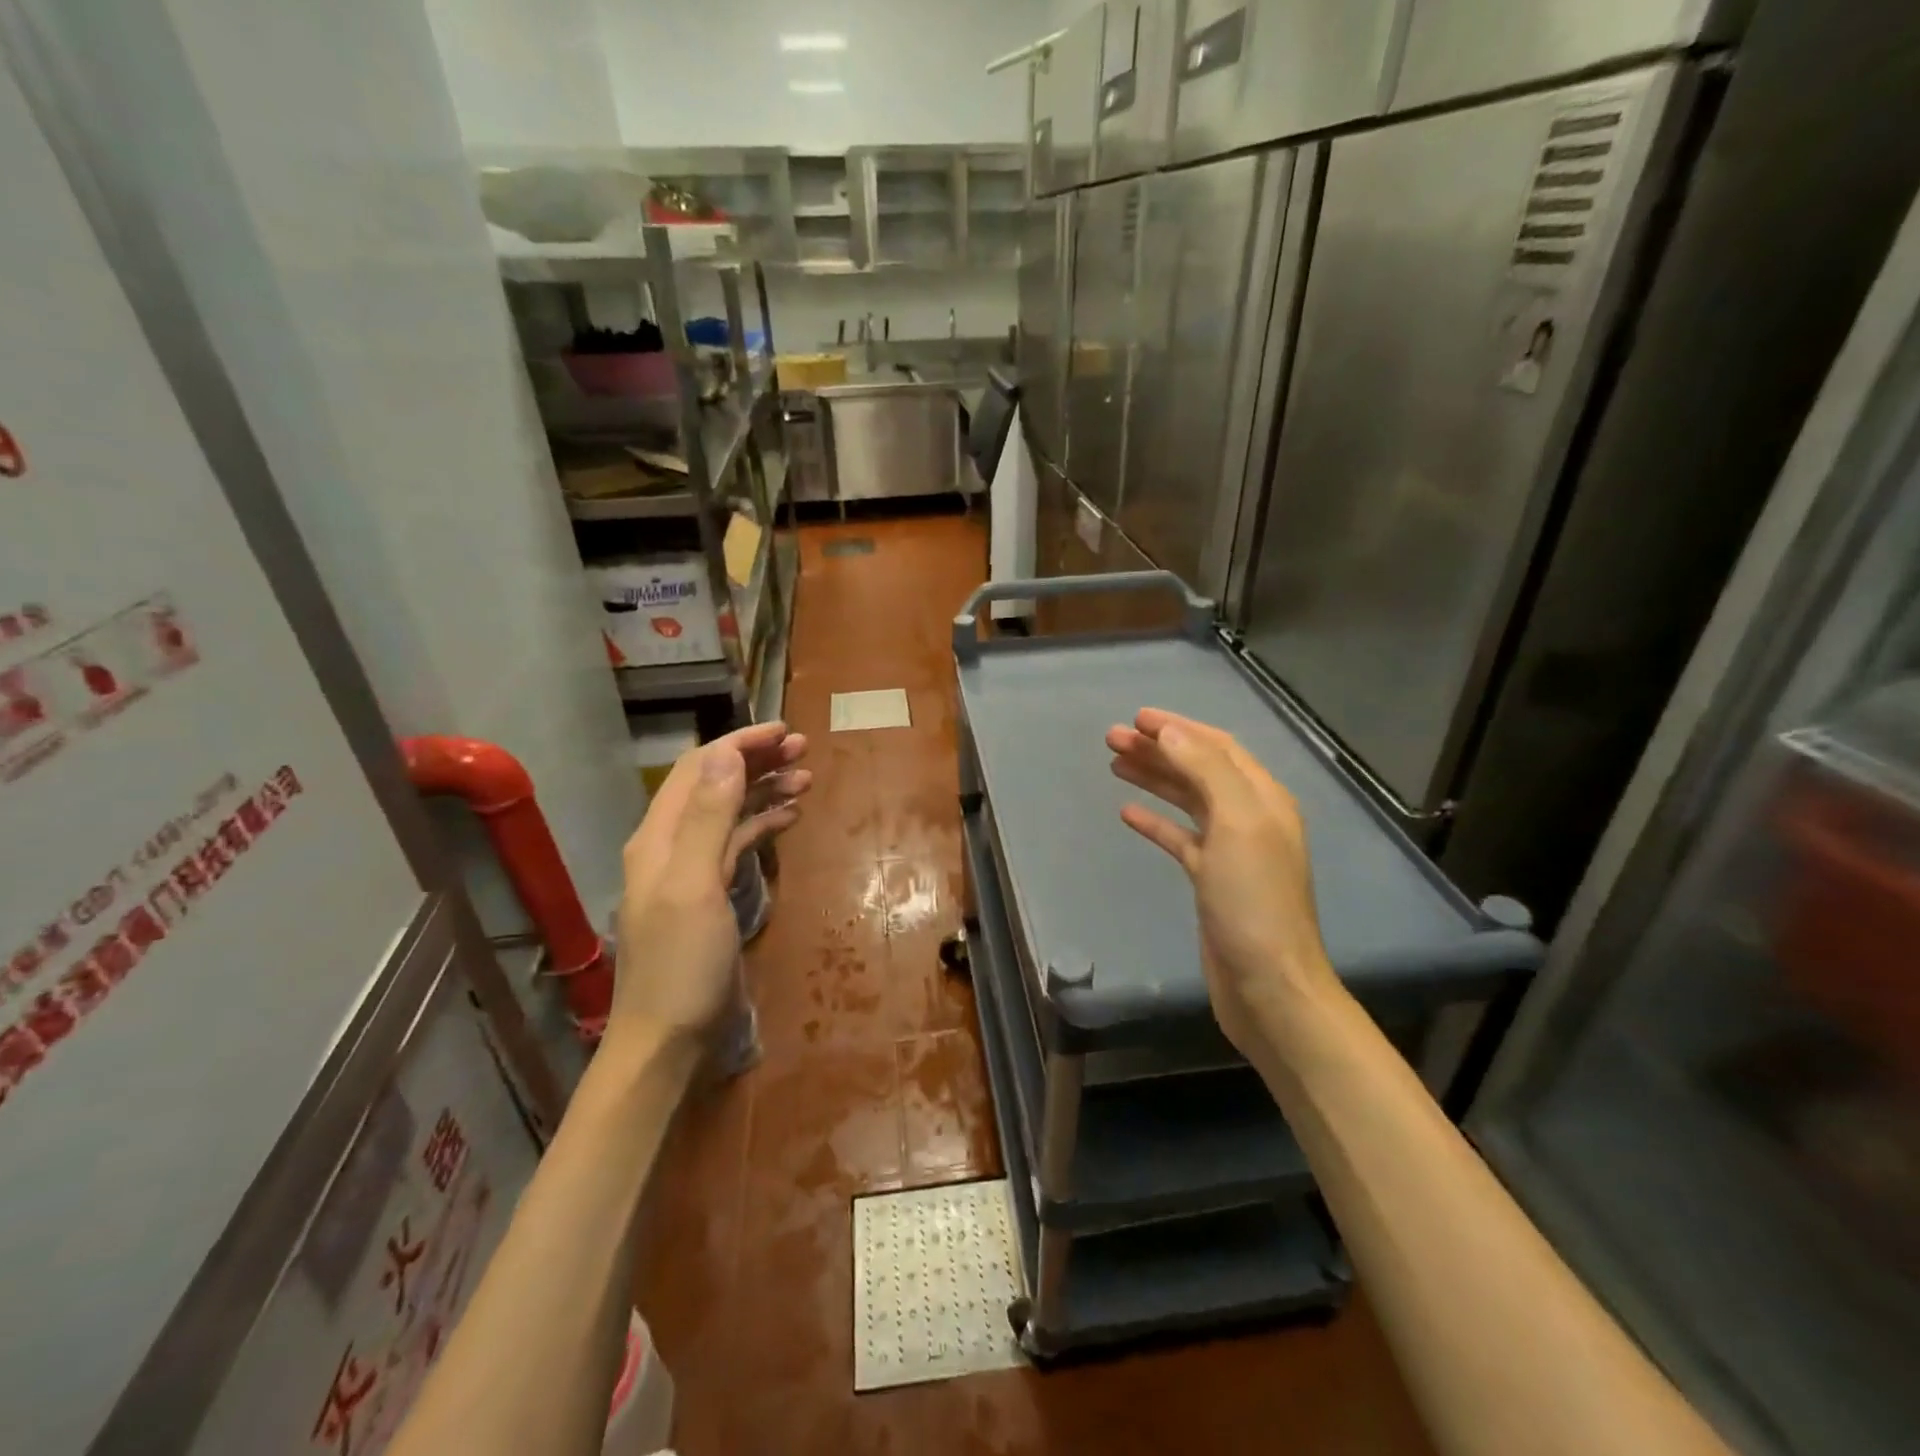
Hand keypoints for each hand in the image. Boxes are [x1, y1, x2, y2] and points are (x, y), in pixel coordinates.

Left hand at [613, 721, 809, 1055]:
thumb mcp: (696, 886)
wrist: (667, 1039)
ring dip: (763, 789)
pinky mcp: (709, 893)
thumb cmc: (683, 964)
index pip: (700, 769)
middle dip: (756, 760)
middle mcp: (672, 844)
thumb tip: (727, 756)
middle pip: (714, 784)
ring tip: (805, 778)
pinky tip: (788, 818)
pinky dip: (761, 824)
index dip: (740, 744)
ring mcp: (690, 869)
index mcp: (660, 836)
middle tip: (803, 749)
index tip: (785, 732)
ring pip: (728, 811)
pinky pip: (736, 843)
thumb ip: (709, 820)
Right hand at [1106, 709, 1338, 1055]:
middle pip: (1198, 769)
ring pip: (1186, 800)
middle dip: (1158, 749)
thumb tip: (1171, 732)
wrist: (1267, 983)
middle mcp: (1249, 817)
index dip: (1177, 727)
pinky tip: (1128, 813)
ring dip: (1153, 778)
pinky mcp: (1211, 879)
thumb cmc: (1253, 900)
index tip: (1136, 718)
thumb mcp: (1237, 823)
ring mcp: (1230, 850)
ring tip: (1114, 764)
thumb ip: (1206, 770)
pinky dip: (1155, 821)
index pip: (1216, 747)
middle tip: (1112, 738)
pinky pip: (1179, 838)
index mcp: (1262, 798)